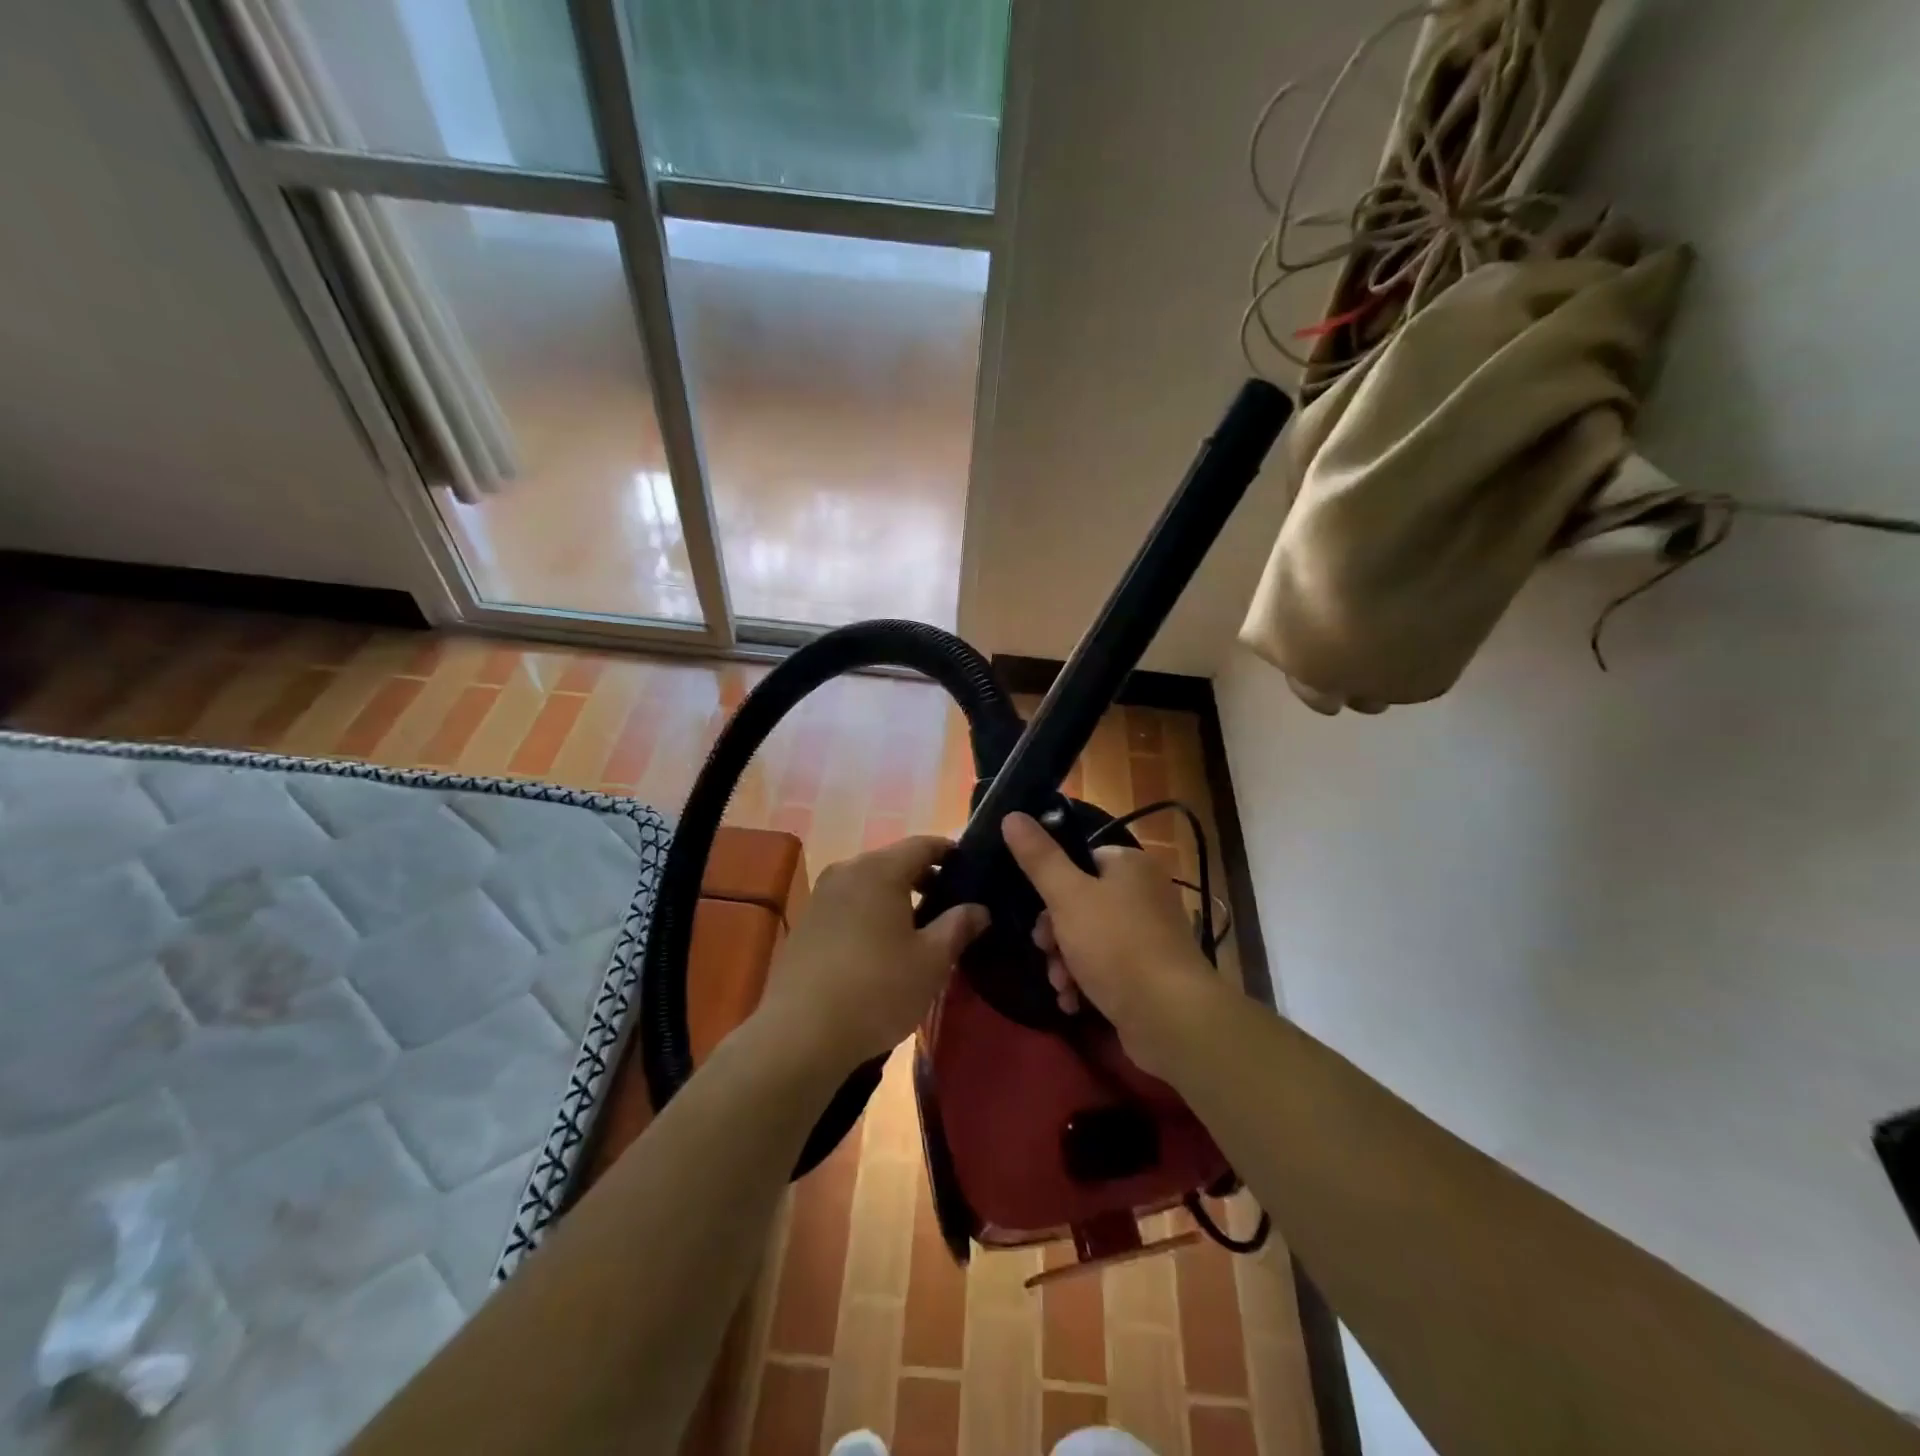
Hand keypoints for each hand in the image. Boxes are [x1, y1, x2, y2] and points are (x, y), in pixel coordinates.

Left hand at [753, 836, 987, 1077]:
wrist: (800, 1034)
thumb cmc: (877, 990)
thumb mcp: (931, 962)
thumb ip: (958, 927)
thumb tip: (979, 909)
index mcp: (880, 869)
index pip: (923, 844)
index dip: (950, 853)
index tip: (971, 870)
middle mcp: (847, 872)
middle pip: (894, 862)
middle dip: (924, 879)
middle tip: (951, 906)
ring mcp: (821, 897)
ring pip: (869, 885)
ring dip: (896, 899)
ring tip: (919, 930)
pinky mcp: (806, 924)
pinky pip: (849, 905)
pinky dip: (871, 914)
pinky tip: (882, 948)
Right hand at [1001, 812, 1228, 1078]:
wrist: (1171, 1018)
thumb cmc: (1116, 945)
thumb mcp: (1068, 896)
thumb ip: (1039, 857)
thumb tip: (1013, 815)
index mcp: (1131, 865)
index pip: (1081, 859)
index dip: (1053, 885)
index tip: (1036, 912)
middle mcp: (1145, 894)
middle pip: (1081, 902)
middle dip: (1055, 933)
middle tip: (1046, 951)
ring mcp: (1150, 936)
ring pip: (1089, 939)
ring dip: (1065, 962)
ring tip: (1061, 984)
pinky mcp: (1150, 974)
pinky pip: (1107, 968)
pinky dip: (1086, 982)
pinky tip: (1073, 1002)